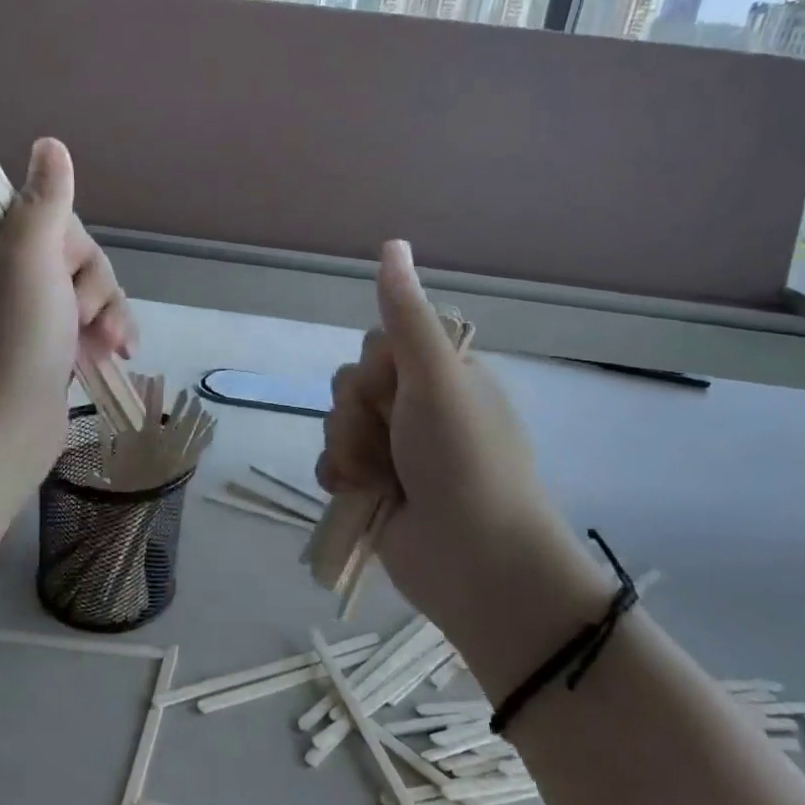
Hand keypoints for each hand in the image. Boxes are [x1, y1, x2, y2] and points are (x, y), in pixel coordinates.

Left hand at [0, 138, 136, 477]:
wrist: (2, 431)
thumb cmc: (11, 340)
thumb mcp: (28, 260)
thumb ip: (45, 201)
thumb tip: (50, 143)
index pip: (47, 217)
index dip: (70, 244)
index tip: (64, 272)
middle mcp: (3, 275)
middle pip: (74, 254)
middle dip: (92, 287)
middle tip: (82, 318)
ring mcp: (27, 314)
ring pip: (89, 290)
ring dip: (106, 314)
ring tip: (108, 346)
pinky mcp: (49, 345)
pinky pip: (90, 322)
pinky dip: (107, 334)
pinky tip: (120, 352)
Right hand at [315, 241, 605, 692]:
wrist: (474, 560)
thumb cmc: (465, 460)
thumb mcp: (436, 379)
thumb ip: (406, 316)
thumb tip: (392, 243)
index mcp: (442, 375)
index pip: (380, 342)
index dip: (378, 366)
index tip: (400, 390)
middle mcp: (417, 407)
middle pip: (351, 381)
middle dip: (360, 412)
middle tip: (395, 439)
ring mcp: (393, 450)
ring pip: (336, 422)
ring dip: (350, 448)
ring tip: (381, 479)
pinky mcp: (372, 487)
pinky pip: (330, 461)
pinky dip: (340, 476)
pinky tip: (360, 493)